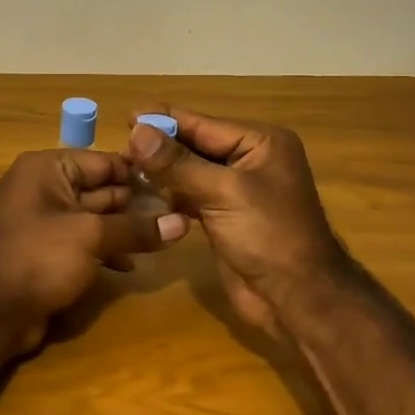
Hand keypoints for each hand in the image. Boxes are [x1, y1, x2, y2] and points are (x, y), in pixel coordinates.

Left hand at [0, 149, 187, 346]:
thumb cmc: (39, 257)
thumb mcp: (92, 236)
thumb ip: (136, 228)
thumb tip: (182, 223)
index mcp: (47, 169)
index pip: (103, 161)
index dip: (140, 174)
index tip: (177, 186)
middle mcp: (43, 187)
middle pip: (100, 188)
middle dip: (136, 204)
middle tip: (177, 215)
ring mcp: (44, 220)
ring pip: (94, 217)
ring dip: (124, 229)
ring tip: (162, 240)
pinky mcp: (47, 250)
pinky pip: (83, 241)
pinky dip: (106, 249)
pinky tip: (131, 265)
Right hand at [124, 109, 350, 340]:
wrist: (296, 298)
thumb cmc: (268, 235)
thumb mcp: (222, 192)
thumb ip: (177, 163)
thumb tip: (137, 130)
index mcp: (260, 143)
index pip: (203, 124)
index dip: (164, 120)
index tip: (125, 116)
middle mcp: (250, 160)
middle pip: (194, 145)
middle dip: (159, 147)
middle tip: (118, 147)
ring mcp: (237, 190)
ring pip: (189, 171)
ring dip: (160, 172)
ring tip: (123, 168)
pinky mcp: (224, 216)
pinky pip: (190, 195)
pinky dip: (169, 195)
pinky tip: (142, 194)